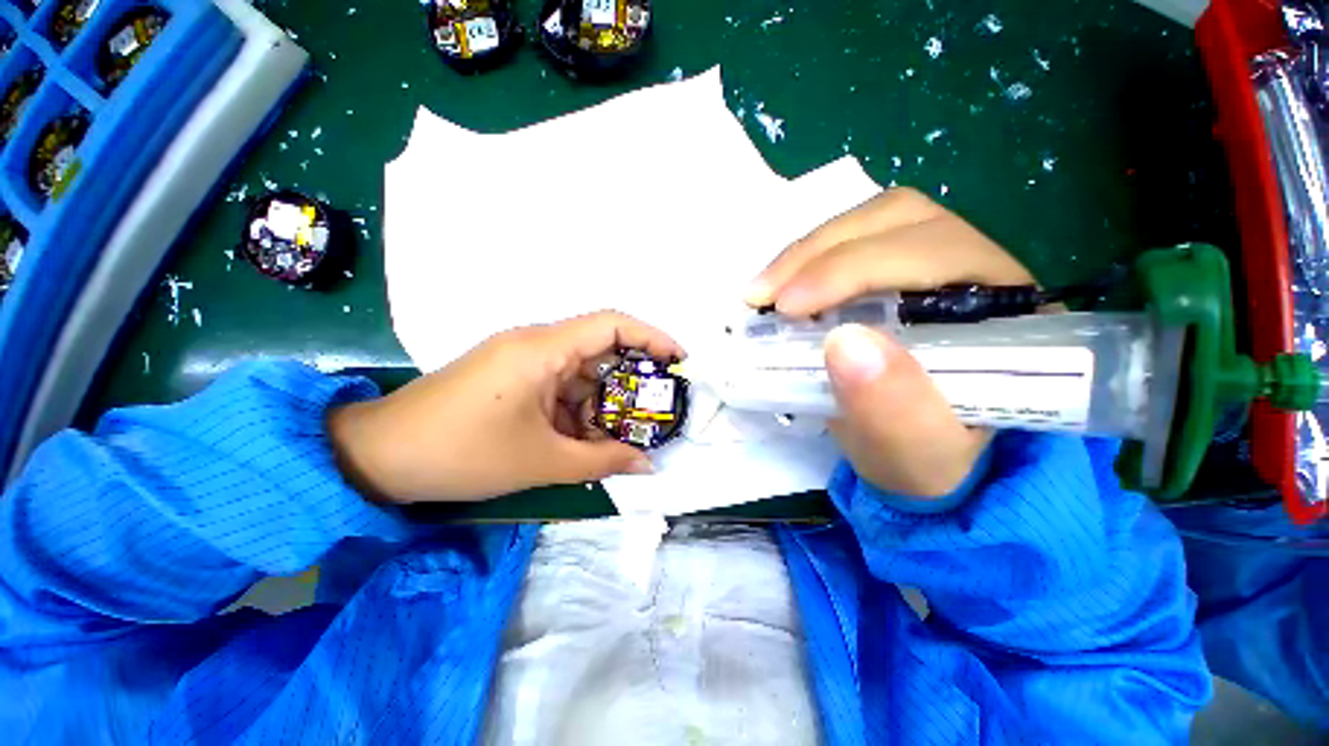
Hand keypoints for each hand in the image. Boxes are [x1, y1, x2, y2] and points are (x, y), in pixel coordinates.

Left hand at [328, 311, 681, 503]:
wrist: (379, 457)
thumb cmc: (463, 453)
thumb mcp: (543, 461)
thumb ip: (603, 461)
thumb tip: (647, 467)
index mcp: (544, 349)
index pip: (612, 324)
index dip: (652, 337)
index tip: (679, 360)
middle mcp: (537, 344)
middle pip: (601, 351)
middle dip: (631, 383)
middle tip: (655, 413)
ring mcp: (523, 360)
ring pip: (581, 375)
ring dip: (601, 405)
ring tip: (618, 439)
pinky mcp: (513, 377)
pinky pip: (559, 387)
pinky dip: (577, 411)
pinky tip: (583, 441)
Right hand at [746, 188, 1033, 497]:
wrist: (922, 457)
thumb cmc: (928, 460)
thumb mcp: (917, 454)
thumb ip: (894, 409)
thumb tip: (843, 343)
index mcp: (1006, 312)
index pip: (932, 256)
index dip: (852, 270)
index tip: (787, 307)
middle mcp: (979, 269)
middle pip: (898, 222)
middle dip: (818, 253)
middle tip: (762, 296)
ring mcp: (936, 262)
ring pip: (872, 223)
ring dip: (808, 252)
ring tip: (764, 291)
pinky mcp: (899, 270)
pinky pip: (853, 240)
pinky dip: (807, 259)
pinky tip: (781, 286)